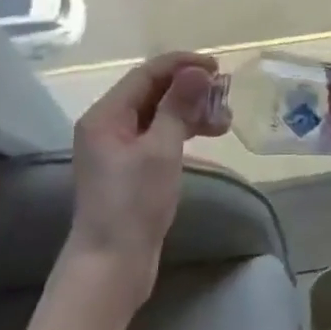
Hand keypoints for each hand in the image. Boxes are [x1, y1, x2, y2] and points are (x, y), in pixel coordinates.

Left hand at [69, 51, 228, 308]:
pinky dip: (182, 131)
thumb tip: (196, 71)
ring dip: (190, 111)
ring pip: (158, 115)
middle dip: (190, 90)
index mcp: (105, 115)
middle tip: (225, 96)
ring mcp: (117, 148)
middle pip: (152, 92)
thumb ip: (178, 106)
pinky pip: (158, 135)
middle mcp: (107, 126)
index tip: (217, 67)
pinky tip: (205, 135)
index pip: (146, 74)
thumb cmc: (134, 203)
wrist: (112, 264)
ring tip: (224, 121)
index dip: (182, 65)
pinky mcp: (129, 168)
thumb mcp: (161, 150)